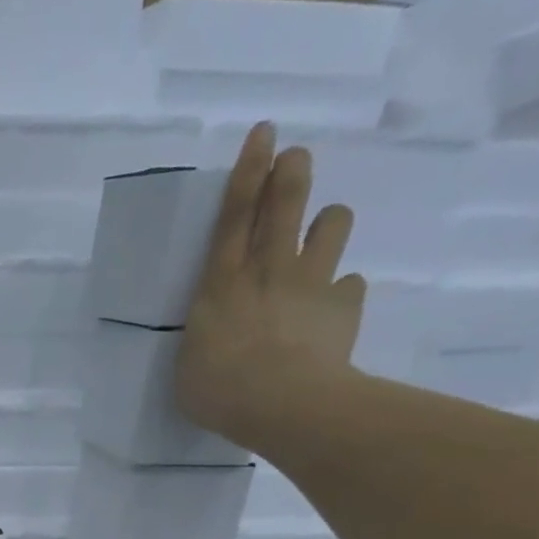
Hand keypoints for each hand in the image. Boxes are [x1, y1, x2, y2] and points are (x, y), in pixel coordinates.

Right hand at [174, 122, 367, 446]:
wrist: (284, 405)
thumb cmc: (218, 390)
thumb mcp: (189, 363)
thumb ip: (206, 334)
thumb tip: (219, 330)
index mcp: (221, 285)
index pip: (233, 217)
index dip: (247, 172)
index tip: (263, 133)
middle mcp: (268, 271)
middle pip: (285, 205)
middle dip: (291, 172)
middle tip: (295, 155)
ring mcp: (311, 283)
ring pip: (332, 225)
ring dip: (328, 221)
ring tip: (322, 232)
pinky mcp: (345, 304)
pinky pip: (350, 284)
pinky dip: (341, 290)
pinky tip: (332, 308)